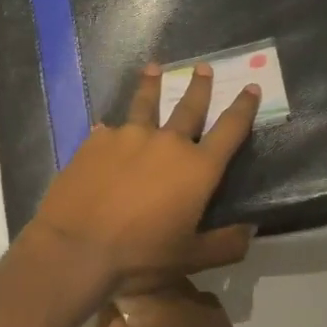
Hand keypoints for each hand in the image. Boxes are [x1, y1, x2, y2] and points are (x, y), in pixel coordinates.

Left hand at [27, 61, 259, 290]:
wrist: (76, 249)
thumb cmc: (140, 257)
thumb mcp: (191, 259)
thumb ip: (225, 244)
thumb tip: (250, 230)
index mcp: (197, 169)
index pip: (230, 130)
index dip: (243, 107)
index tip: (250, 87)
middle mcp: (166, 143)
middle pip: (188, 106)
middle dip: (199, 86)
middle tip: (203, 67)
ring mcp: (127, 137)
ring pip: (144, 104)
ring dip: (151, 85)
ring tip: (153, 68)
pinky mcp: (95, 142)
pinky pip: (108, 130)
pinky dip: (112, 129)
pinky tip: (105, 129)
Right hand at [99, 281, 242, 326]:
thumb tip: (112, 308)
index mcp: (165, 311)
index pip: (138, 284)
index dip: (122, 291)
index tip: (111, 301)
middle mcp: (196, 308)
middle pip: (167, 285)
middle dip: (148, 294)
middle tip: (129, 312)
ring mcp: (219, 324)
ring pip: (190, 297)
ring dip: (172, 303)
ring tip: (155, 325)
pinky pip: (208, 316)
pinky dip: (192, 319)